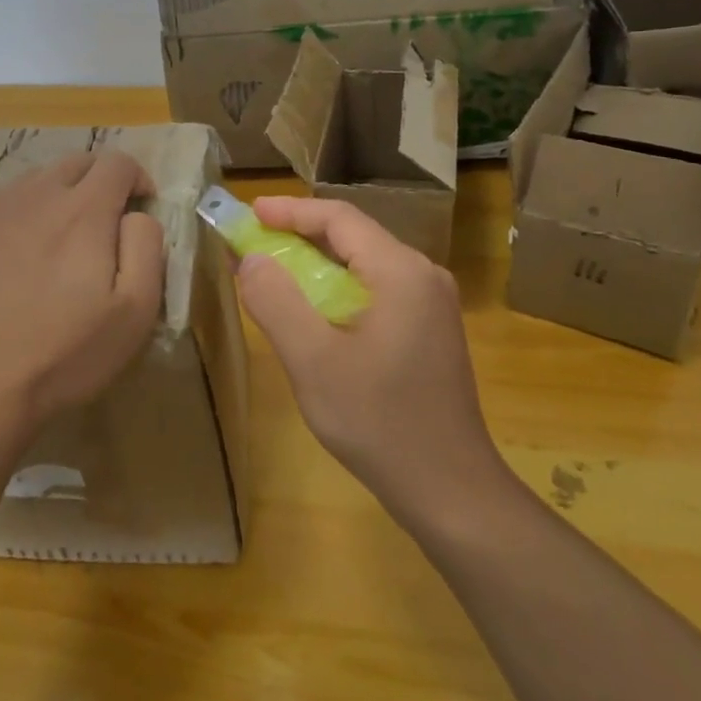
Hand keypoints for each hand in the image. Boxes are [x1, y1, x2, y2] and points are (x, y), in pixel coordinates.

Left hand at [0, 151, 164, 456]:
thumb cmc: (62, 355)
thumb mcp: (134, 312)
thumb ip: (147, 247)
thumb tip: (137, 213)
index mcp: (82, 210)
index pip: (118, 162)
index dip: (138, 180)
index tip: (139, 211)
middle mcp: (34, 193)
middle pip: (76, 162)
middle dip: (99, 182)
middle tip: (101, 227)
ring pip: (34, 181)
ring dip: (56, 198)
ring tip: (53, 246)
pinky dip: (16, 216)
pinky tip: (10, 260)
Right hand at [236, 197, 505, 525]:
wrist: (451, 490)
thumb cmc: (379, 422)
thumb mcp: (314, 362)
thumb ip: (277, 302)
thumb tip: (252, 259)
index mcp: (401, 272)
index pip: (340, 218)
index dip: (290, 211)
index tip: (249, 212)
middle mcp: (423, 276)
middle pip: (354, 238)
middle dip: (300, 237)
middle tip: (254, 245)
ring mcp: (432, 305)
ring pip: (365, 266)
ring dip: (317, 266)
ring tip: (274, 275)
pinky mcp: (430, 332)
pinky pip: (377, 292)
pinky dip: (338, 291)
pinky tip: (314, 315)